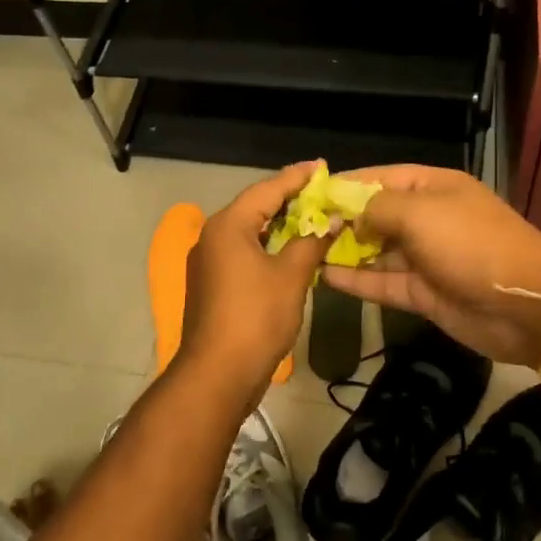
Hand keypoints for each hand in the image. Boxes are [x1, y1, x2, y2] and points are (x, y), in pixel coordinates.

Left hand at [176, 161, 332, 404]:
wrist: (217, 375)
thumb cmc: (255, 318)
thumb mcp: (291, 276)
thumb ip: (311, 241)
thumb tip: (331, 219)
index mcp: (227, 226)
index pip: (266, 189)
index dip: (296, 177)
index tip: (321, 166)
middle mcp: (212, 236)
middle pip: (254, 207)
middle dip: (289, 199)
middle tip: (322, 191)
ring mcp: (209, 262)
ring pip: (249, 232)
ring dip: (280, 225)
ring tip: (312, 217)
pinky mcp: (212, 284)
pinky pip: (243, 253)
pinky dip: (268, 247)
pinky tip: (291, 250)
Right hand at [318, 165, 540, 366]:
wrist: (525, 306)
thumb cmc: (471, 244)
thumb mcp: (421, 213)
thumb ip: (376, 208)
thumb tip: (347, 213)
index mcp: (433, 187)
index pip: (379, 177)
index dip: (344, 184)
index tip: (308, 193)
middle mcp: (427, 218)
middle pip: (374, 214)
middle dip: (339, 219)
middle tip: (298, 227)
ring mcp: (425, 257)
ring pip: (375, 250)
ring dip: (344, 250)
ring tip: (303, 251)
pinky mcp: (422, 292)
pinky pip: (381, 282)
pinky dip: (355, 279)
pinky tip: (323, 276)